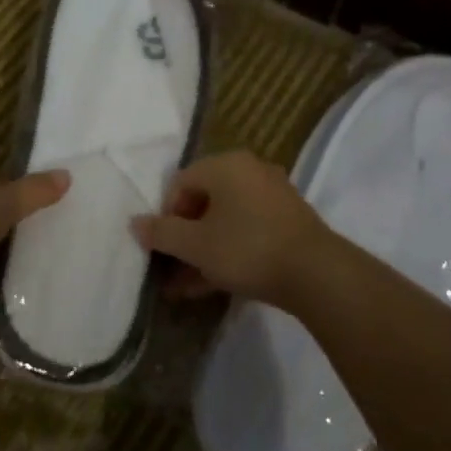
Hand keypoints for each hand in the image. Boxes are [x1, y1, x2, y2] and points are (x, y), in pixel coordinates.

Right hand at [131, 150, 331, 306]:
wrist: (316, 274)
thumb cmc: (247, 248)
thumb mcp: (196, 244)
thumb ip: (161, 233)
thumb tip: (135, 223)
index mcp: (226, 165)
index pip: (180, 182)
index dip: (165, 216)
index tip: (162, 247)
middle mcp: (250, 171)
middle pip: (203, 201)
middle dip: (183, 238)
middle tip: (170, 267)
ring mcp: (272, 197)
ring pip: (225, 221)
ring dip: (202, 251)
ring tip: (183, 286)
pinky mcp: (287, 223)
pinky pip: (246, 232)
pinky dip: (227, 252)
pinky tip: (209, 285)